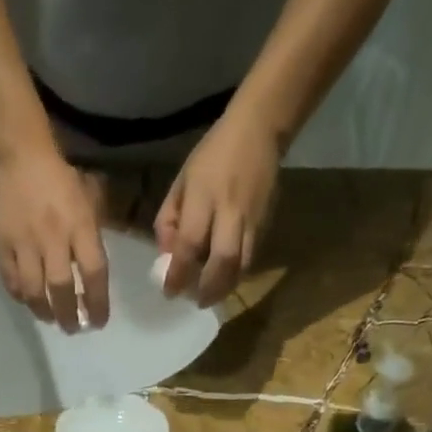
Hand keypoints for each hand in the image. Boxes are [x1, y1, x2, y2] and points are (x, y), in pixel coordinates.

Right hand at [0, 144, 109, 331]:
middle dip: (69, 315)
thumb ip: (92, 241)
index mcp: (79, 226)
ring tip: (50, 319)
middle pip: (61, 288)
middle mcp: (52, 238)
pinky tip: (28, 300)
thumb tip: (93, 280)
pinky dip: (20, 295)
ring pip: (33, 290)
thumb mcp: (89, 204)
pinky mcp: (3, 242)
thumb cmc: (62, 181)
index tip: (99, 322)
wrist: (21, 157)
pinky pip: (10, 278)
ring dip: (43, 311)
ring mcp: (24, 242)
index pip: (93, 273)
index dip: (98, 303)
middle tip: (73, 328)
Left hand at [155, 109, 279, 306]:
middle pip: (222, 262)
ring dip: (225, 287)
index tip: (169, 292)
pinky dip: (237, 274)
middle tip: (196, 302)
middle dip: (208, 289)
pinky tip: (225, 279)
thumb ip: (169, 219)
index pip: (190, 244)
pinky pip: (251, 258)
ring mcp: (252, 219)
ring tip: (210, 296)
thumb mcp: (182, 181)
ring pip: (242, 265)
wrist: (259, 130)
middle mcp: (230, 211)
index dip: (178, 273)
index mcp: (204, 196)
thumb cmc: (212, 155)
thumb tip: (165, 257)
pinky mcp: (266, 224)